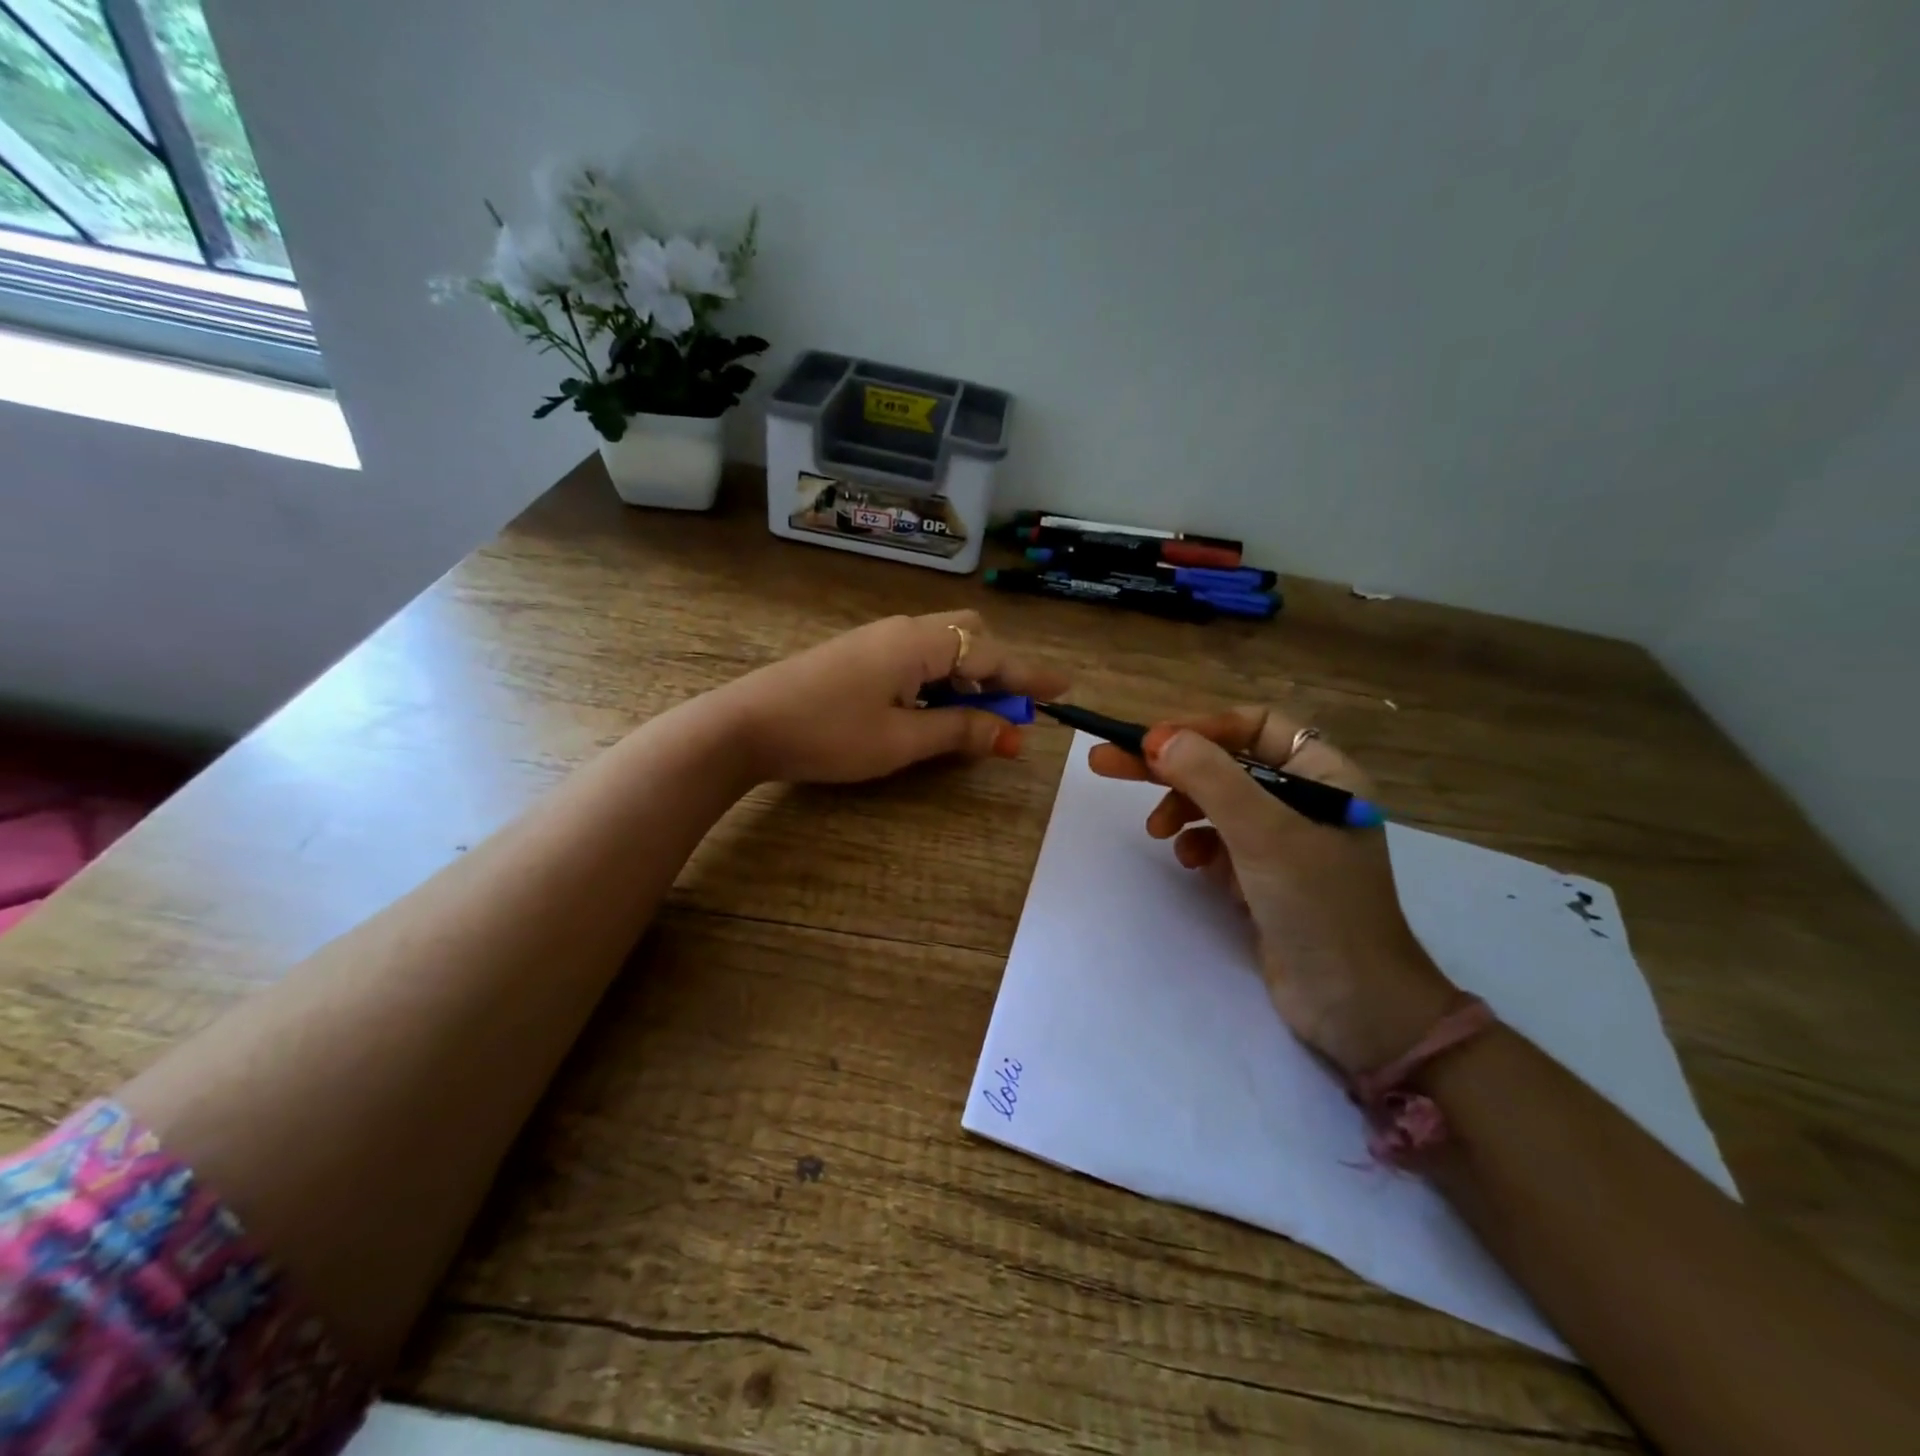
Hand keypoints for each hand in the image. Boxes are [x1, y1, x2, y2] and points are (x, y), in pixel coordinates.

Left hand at [710, 611, 1069, 785]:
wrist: (745, 725)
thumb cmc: (827, 733)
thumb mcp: (900, 740)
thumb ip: (958, 730)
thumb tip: (1005, 731)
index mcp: (918, 643)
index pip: (990, 654)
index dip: (1028, 675)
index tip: (1063, 688)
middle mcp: (902, 631)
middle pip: (968, 636)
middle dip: (996, 671)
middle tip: (1008, 713)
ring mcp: (876, 642)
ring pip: (941, 649)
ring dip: (967, 680)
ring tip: (976, 723)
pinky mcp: (858, 657)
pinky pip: (915, 661)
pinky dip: (938, 683)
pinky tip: (933, 713)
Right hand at [1089, 708, 1456, 1076]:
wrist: (1352, 1006)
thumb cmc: (1318, 906)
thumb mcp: (1262, 834)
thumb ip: (1211, 779)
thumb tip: (1157, 738)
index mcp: (1325, 775)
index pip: (1255, 726)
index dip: (1202, 728)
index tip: (1150, 743)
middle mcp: (1306, 800)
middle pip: (1226, 764)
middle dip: (1172, 767)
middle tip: (1108, 764)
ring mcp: (1285, 840)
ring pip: (1217, 803)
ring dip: (1182, 809)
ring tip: (1157, 831)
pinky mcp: (1266, 877)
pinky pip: (1220, 842)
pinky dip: (1198, 845)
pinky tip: (1190, 863)